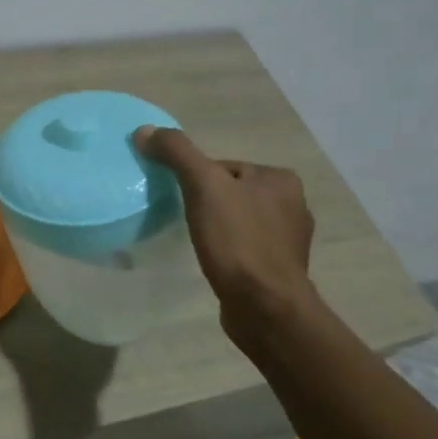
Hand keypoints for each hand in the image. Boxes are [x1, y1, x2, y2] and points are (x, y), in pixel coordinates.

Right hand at [136, 126, 318, 355]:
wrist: (265, 307)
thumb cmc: (238, 241)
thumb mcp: (203, 186)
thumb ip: (176, 153)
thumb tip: (144, 131)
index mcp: (280, 179)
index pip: (224, 167)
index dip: (196, 180)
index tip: (181, 200)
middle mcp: (293, 204)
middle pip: (230, 192)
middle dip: (206, 204)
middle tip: (185, 221)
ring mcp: (288, 240)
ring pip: (238, 221)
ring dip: (217, 229)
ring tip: (198, 243)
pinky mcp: (280, 269)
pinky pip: (245, 248)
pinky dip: (228, 252)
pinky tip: (215, 263)